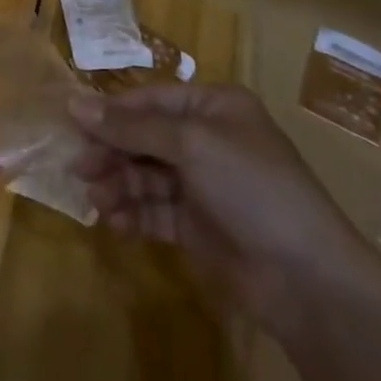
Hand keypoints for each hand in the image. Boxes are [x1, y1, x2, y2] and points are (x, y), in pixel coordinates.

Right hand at [70, 84, 380, 339]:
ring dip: (118, 185)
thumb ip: (130, 127)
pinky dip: (133, 213)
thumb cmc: (252, 188)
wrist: (309, 280)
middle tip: (80, 168)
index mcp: (213, 107)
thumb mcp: (191, 144)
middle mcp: (207, 140)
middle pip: (144, 137)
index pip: (150, 100)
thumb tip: (74, 103)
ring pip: (145, 175)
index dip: (111, 112)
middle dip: (111, 152)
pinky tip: (115, 223)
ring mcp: (203, 185)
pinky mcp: (198, 226)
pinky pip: (155, 210)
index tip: (72, 124)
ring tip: (97, 201)